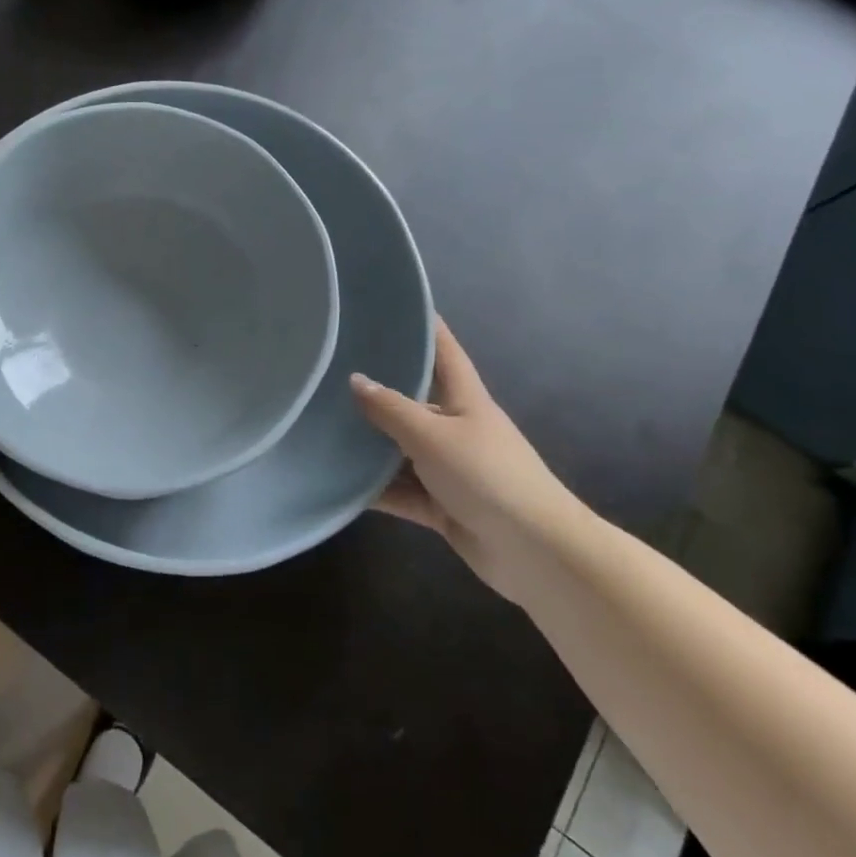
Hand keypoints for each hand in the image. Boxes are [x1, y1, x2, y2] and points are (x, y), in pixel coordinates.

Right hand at [352, 321, 587, 601]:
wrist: (535, 552)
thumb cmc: (487, 476)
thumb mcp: (433, 436)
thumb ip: (391, 409)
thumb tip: (356, 380)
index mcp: (465, 399)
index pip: (443, 350)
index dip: (424, 325)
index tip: (394, 303)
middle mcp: (455, 427)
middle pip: (413, 400)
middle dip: (377, 389)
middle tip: (329, 371)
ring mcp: (448, 469)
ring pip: (400, 450)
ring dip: (370, 446)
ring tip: (321, 427)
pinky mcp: (441, 506)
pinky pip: (400, 491)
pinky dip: (375, 490)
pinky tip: (337, 483)